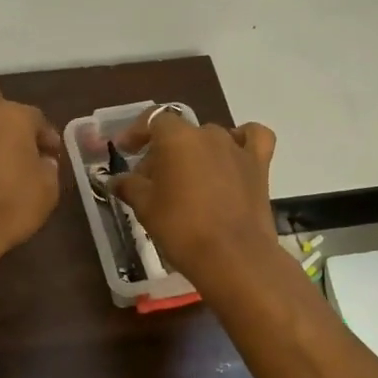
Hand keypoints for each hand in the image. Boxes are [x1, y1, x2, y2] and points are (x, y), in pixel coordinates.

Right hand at [109, 110, 278, 281]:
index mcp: (177, 137)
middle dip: (163, 152)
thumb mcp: (145, 208)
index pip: (152, 120)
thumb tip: (117, 180)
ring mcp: (237, 148)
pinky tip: (232, 156)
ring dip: (195, 153)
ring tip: (187, 180)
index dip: (136, 133)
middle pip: (180, 133)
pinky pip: (252, 139)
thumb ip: (129, 187)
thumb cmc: (181, 228)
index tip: (125, 151)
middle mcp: (208, 134)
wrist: (233, 257)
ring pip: (211, 138)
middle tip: (150, 182)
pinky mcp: (260, 166)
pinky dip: (242, 141)